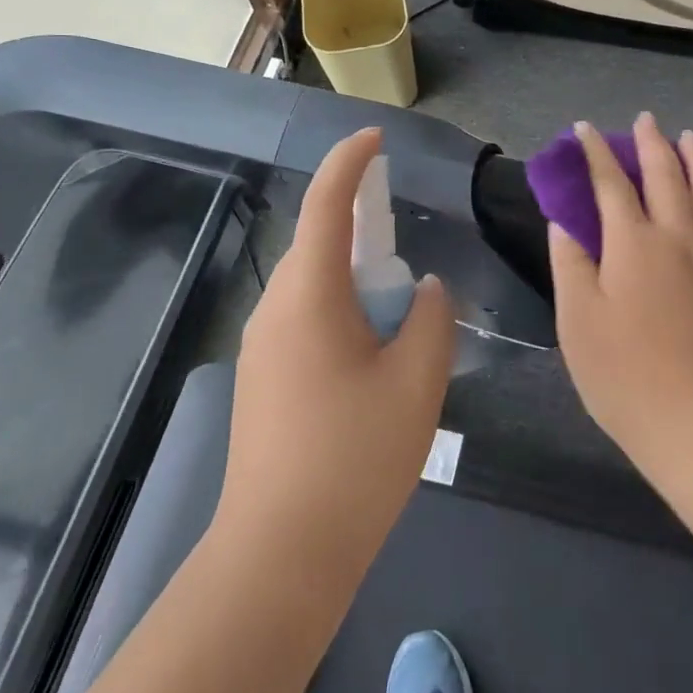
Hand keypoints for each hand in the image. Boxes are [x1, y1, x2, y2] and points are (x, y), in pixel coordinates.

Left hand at [216, 128, 455, 582]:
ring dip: (355, 279)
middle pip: (319, 244)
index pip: (326, 204)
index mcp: (309, 295)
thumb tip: (424, 290)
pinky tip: (370, 357)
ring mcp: (261, 346)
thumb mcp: (417, 381)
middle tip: (405, 243)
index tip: (375, 137)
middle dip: (361, 229)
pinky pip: (305, 320)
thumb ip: (430, 319)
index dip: (350, 162)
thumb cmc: (355, 458)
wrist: (280, 554)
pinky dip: (341, 312)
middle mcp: (275, 308)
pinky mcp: (262, 379)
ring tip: (397, 312)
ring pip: (314, 286)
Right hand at [547, 115, 692, 461]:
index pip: (610, 186)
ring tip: (691, 138)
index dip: (596, 154)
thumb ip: (569, 262)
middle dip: (651, 145)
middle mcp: (679, 238)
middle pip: (665, 179)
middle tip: (645, 121)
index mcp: (632, 244)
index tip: (585, 130)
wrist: (691, 420)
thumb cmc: (620, 373)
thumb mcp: (575, 318)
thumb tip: (565, 220)